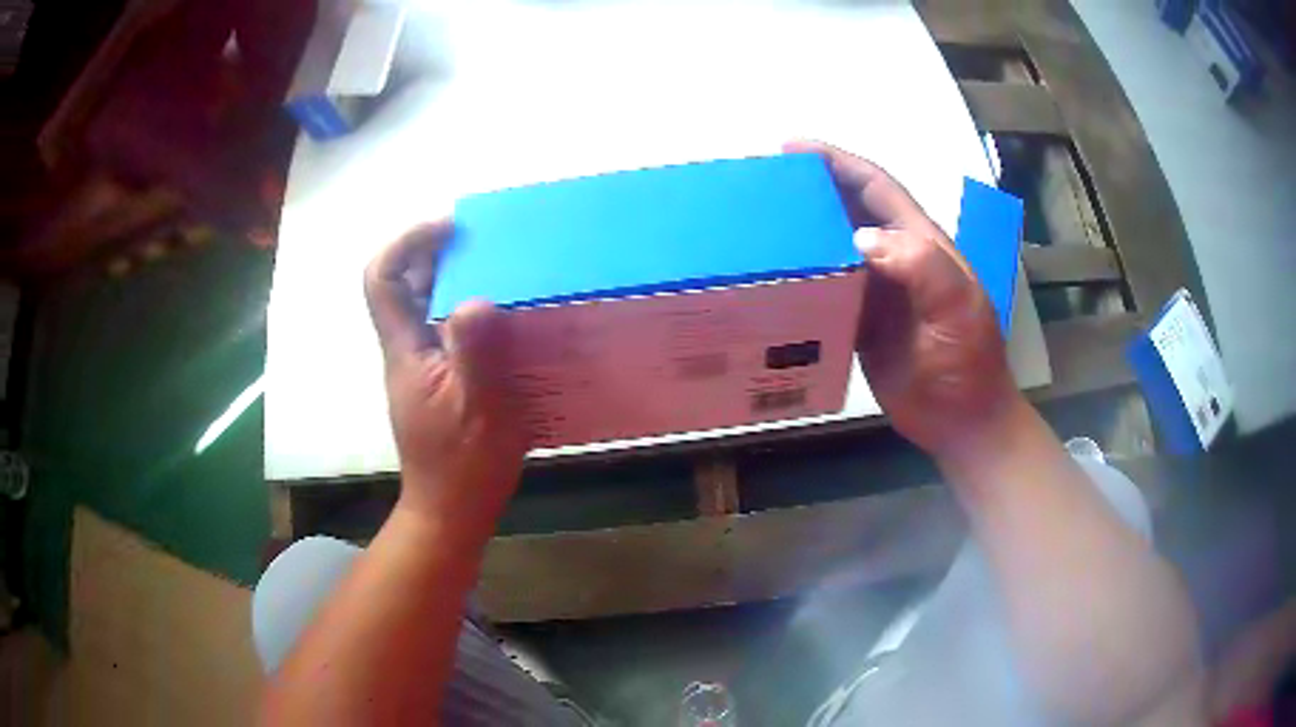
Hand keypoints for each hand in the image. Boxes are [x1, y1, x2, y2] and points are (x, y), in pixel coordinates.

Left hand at [364, 220, 527, 544]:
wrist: (450, 510)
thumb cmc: (462, 465)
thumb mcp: (477, 410)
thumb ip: (476, 355)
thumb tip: (480, 300)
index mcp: (406, 350)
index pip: (382, 280)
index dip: (406, 244)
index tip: (449, 229)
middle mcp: (407, 350)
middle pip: (405, 286)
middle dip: (438, 254)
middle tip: (487, 242)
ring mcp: (423, 367)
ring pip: (429, 307)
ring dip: (458, 280)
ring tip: (504, 270)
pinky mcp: (440, 382)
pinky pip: (449, 331)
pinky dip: (472, 312)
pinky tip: (507, 318)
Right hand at [785, 141, 1020, 459]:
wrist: (962, 421)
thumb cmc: (967, 364)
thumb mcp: (957, 310)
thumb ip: (922, 267)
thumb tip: (860, 237)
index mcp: (921, 244)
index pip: (876, 189)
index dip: (839, 162)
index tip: (794, 148)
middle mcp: (896, 259)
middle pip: (850, 211)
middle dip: (813, 188)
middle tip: (765, 182)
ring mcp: (878, 291)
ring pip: (834, 247)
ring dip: (803, 229)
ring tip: (760, 221)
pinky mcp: (861, 322)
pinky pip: (828, 288)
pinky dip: (803, 275)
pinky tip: (775, 275)